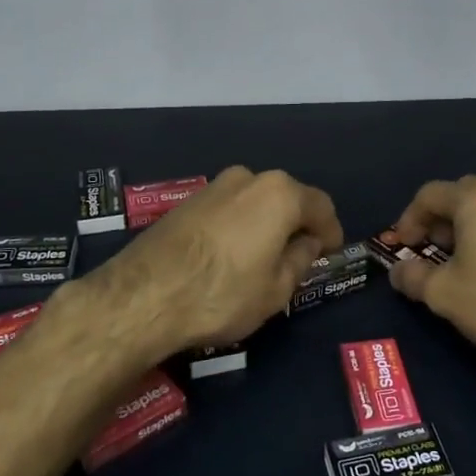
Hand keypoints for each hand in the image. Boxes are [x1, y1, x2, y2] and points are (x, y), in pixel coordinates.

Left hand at [65, 166, 342, 367]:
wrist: (142, 296)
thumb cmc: (221, 294)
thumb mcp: (275, 289)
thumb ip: (299, 260)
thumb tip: (307, 243)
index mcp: (279, 194)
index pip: (320, 206)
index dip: (331, 230)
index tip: (332, 252)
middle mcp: (248, 179)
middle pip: (286, 199)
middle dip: (297, 225)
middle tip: (300, 257)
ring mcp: (213, 187)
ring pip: (254, 203)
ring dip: (266, 225)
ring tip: (264, 259)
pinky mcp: (186, 202)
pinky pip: (228, 210)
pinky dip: (239, 227)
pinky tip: (232, 256)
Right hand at [388, 175, 475, 376]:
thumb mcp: (444, 294)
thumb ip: (412, 277)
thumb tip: (398, 271)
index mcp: (475, 198)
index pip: (429, 195)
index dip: (408, 219)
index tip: (403, 247)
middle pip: (461, 197)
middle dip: (439, 223)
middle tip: (430, 252)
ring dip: (468, 230)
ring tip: (461, 264)